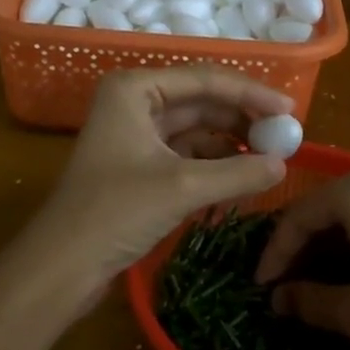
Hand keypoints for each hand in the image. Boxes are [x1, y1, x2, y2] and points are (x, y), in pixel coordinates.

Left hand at [27, 66, 292, 287]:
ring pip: (196, 129)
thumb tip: (284, 165)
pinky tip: (241, 180)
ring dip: (231, 145)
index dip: (251, 93)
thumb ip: (237, 172)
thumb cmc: (114, 213)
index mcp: (136, 88)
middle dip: (243, 120)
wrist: (59, 269)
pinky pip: (186, 154)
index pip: (206, 80)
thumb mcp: (181, 189)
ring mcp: (136, 133)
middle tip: (285, 137)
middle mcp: (135, 101)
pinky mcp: (139, 164)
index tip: (290, 110)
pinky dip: (213, 165)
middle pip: (202, 102)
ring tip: (270, 161)